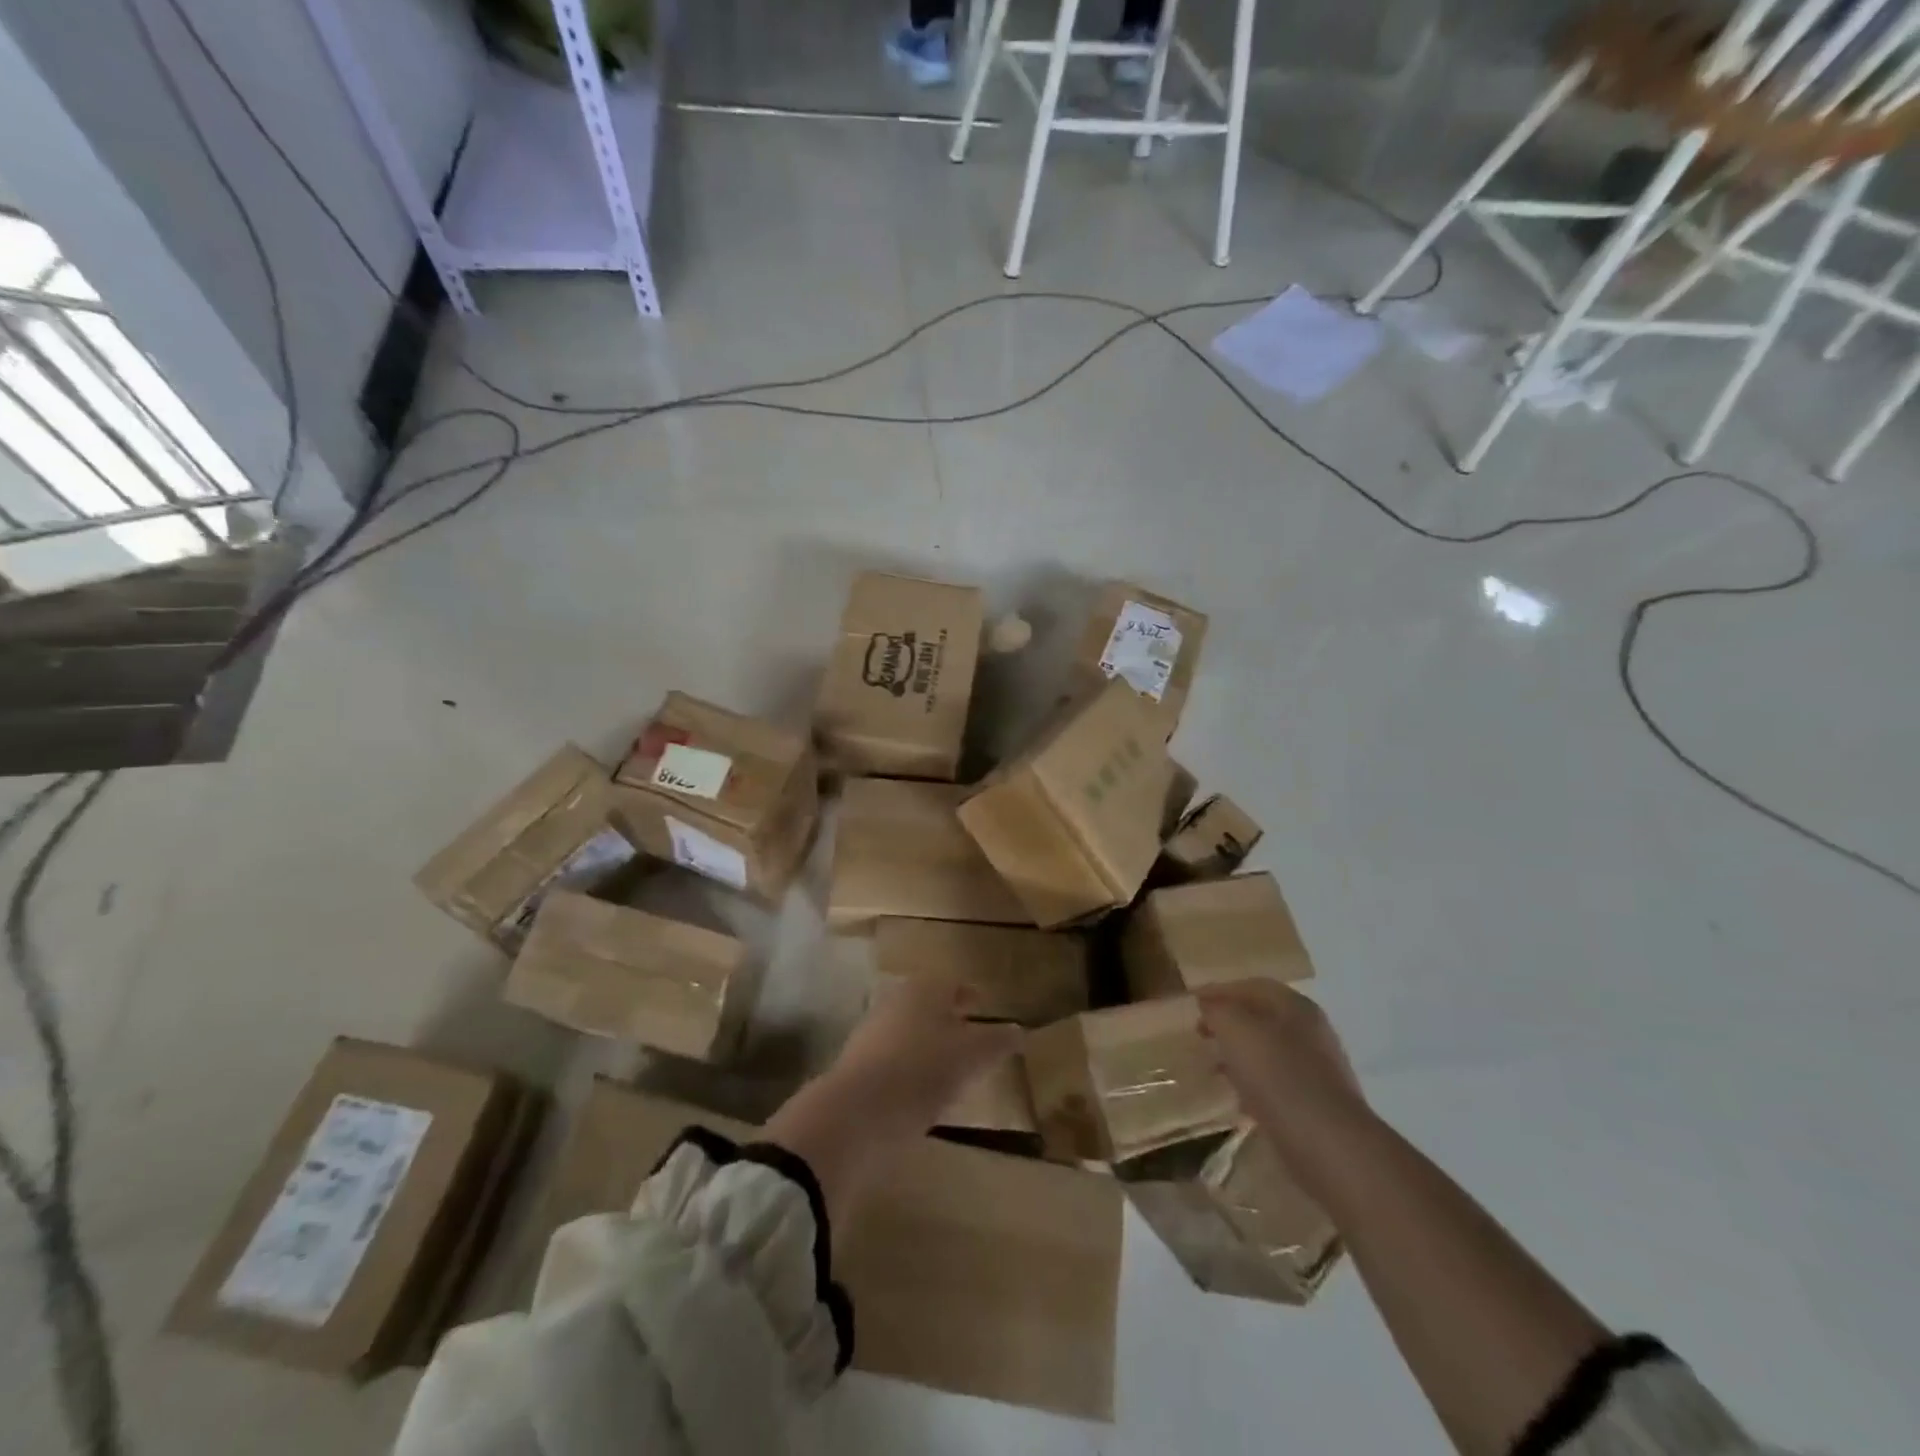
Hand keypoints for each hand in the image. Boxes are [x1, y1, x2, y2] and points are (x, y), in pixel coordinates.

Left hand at [833, 976, 1020, 1135]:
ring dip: (930, 1044)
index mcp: (924, 989)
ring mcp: (873, 1031)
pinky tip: (924, 1092)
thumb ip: (997, 1041)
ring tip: (952, 1069)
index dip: (969, 994)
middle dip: (950, 1018)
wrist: (857, 1113)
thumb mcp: (972, 1056)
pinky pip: (894, 1058)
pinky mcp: (859, 1064)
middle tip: (972, 1036)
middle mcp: (896, 1001)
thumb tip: (1018, 1031)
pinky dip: (912, 1067)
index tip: (983, 1006)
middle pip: (928, 1005)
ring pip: (910, 1030)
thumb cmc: (922, 1070)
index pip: (951, 983)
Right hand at [1196, 980, 1369, 1149]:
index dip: (1219, 990)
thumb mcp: (1235, 1029)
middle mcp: (1310, 1031)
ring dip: (1239, 1054)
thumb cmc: (1277, 1074)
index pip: (1251, 986)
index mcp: (1295, 1006)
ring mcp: (1317, 1068)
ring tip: (1213, 1067)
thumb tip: (1209, 1006)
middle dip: (1228, 1023)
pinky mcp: (1316, 1103)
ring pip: (1268, 1051)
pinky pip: (1277, 1083)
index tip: (1192, 1003)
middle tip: (1200, 1034)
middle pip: (1261, 1017)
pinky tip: (1238, 1099)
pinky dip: (1254, 1084)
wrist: (1327, 1143)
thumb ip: (1217, 1010)